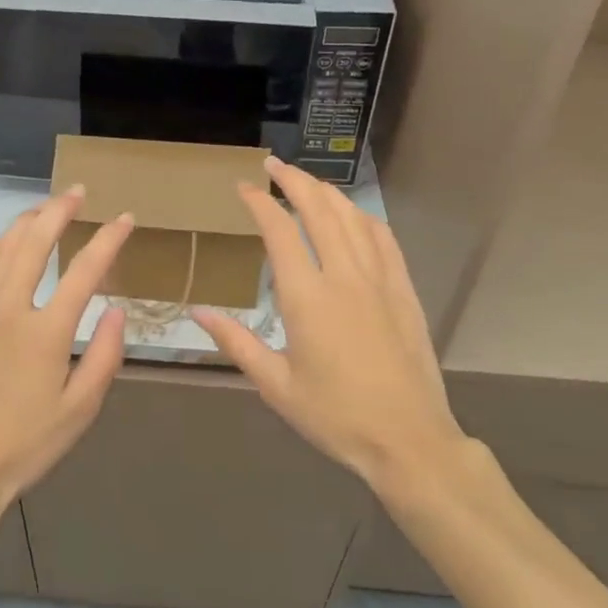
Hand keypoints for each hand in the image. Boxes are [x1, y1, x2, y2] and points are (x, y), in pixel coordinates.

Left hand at [0, 186, 133, 516]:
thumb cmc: (25, 446)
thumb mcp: (79, 411)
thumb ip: (103, 356)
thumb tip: (116, 310)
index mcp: (45, 333)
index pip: (85, 270)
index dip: (108, 239)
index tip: (124, 218)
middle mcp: (9, 309)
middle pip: (35, 242)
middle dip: (59, 210)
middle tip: (76, 192)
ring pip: (0, 249)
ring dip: (24, 222)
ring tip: (43, 209)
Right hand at [192, 157, 464, 493]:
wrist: (409, 441)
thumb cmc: (336, 417)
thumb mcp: (276, 386)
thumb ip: (236, 343)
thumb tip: (197, 312)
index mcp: (307, 297)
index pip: (279, 230)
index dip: (259, 202)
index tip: (244, 188)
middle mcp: (343, 276)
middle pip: (318, 209)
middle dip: (293, 180)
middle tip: (273, 166)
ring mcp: (378, 279)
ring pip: (351, 217)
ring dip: (326, 192)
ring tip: (306, 182)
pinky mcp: (403, 290)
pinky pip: (383, 238)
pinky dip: (363, 216)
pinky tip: (353, 214)